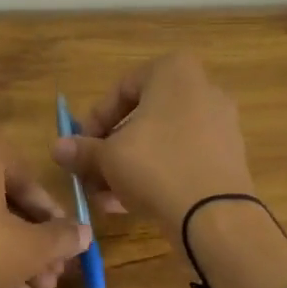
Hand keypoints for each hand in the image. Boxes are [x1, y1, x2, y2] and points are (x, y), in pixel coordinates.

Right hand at [51, 53, 255, 230]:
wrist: (215, 215)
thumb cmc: (156, 166)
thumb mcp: (108, 157)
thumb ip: (82, 150)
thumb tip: (58, 147)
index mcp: (175, 72)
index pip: (122, 88)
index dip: (95, 120)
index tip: (81, 146)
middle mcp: (203, 89)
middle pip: (144, 117)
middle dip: (113, 148)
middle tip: (92, 174)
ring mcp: (220, 125)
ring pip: (162, 142)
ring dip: (130, 166)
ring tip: (106, 197)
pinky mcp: (229, 158)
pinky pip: (183, 159)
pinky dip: (157, 175)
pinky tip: (132, 205)